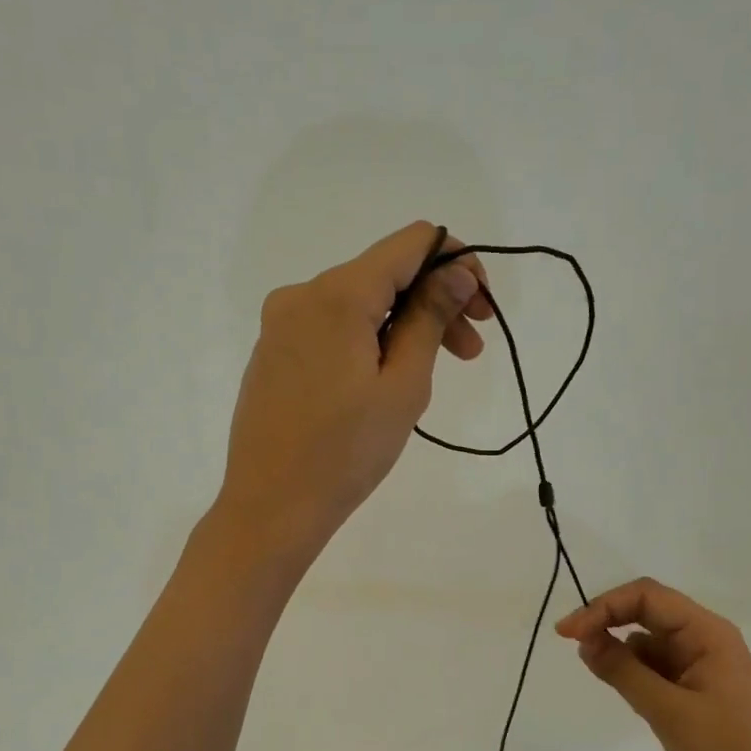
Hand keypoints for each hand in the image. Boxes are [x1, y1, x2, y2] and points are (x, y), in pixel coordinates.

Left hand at [216, 222, 489, 562]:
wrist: (271, 507)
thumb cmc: (345, 453)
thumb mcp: (403, 385)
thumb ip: (430, 317)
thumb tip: (455, 271)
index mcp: (336, 294)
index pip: (409, 243)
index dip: (456, 262)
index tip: (480, 309)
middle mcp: (301, 295)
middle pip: (384, 275)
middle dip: (434, 303)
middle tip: (471, 353)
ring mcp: (280, 324)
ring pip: (358, 304)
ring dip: (404, 327)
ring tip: (431, 375)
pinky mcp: (272, 353)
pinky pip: (331, 329)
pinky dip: (368, 342)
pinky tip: (383, 384)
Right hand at [555, 578, 750, 750]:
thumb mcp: (666, 710)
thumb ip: (622, 670)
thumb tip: (584, 640)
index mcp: (707, 632)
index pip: (646, 596)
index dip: (603, 606)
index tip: (568, 633)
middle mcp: (705, 637)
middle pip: (647, 610)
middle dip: (608, 620)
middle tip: (572, 642)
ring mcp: (701, 660)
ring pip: (648, 636)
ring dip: (619, 645)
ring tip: (596, 669)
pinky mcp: (695, 683)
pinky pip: (656, 662)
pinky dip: (633, 668)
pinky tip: (620, 685)